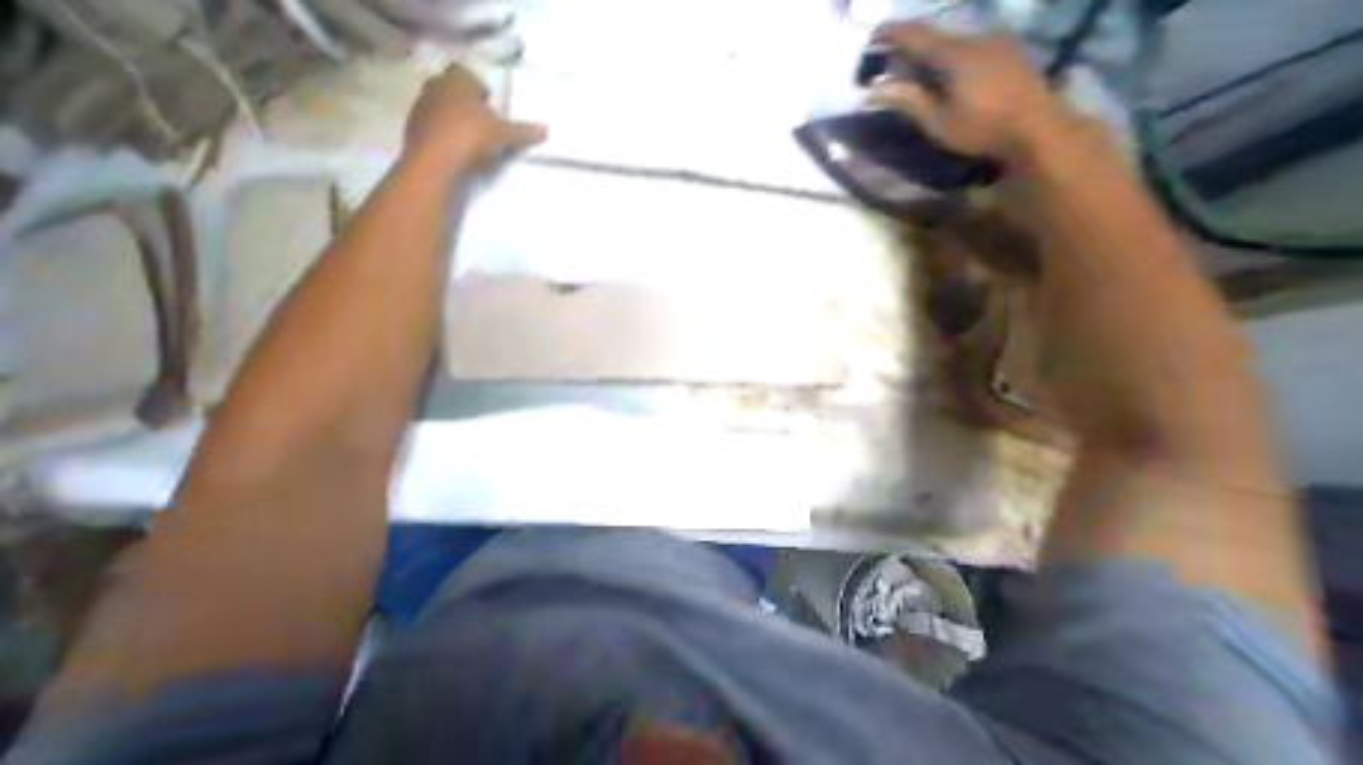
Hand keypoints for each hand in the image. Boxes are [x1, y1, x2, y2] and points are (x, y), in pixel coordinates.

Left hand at [402, 64, 545, 168]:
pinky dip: (446, 137)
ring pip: (443, 109)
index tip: (493, 110)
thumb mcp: (503, 136)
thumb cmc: (471, 138)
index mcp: (457, 81)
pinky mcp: (414, 130)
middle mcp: (436, 88)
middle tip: (485, 126)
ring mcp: (422, 108)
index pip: (469, 77)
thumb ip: (523, 132)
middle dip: (469, 106)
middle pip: (455, 92)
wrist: (436, 163)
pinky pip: (434, 128)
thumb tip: (547, 130)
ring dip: (456, 121)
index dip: (482, 92)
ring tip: (473, 143)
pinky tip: (458, 153)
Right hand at [872, 25, 1075, 165]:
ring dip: (932, 51)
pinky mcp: (1007, 51)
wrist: (1033, 126)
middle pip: (938, 36)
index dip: (896, 33)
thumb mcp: (937, 120)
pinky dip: (950, 55)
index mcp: (956, 54)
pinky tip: (946, 71)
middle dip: (913, 44)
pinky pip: (971, 46)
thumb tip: (874, 90)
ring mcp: (996, 41)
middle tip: (892, 58)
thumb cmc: (979, 127)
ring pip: (955, 41)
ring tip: (917, 67)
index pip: (919, 37)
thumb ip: (908, 100)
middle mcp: (977, 38)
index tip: (876, 32)